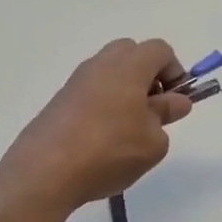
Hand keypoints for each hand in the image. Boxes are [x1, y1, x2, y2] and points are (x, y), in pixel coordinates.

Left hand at [0, 39, 192, 216]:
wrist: (44, 171)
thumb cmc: (109, 151)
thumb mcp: (153, 141)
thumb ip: (166, 116)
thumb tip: (175, 101)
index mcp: (128, 66)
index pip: (160, 50)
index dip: (175, 72)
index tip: (176, 103)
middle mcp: (100, 65)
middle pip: (131, 54)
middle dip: (147, 76)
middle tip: (152, 112)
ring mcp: (75, 82)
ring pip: (108, 74)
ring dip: (124, 93)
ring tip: (127, 132)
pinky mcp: (58, 102)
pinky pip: (90, 93)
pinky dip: (103, 106)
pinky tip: (102, 142)